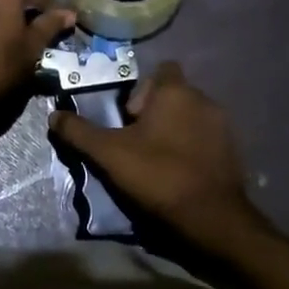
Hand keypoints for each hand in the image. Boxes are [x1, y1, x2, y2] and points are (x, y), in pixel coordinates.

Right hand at [49, 61, 263, 249]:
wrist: (212, 218)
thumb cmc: (159, 175)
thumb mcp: (109, 154)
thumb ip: (80, 132)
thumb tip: (54, 116)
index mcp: (176, 91)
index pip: (161, 70)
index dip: (142, 90)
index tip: (128, 117)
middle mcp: (204, 99)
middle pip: (173, 95)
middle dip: (155, 113)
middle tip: (136, 143)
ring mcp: (223, 125)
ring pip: (190, 117)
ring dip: (174, 131)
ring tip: (156, 161)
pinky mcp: (234, 151)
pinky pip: (206, 139)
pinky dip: (192, 149)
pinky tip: (179, 174)